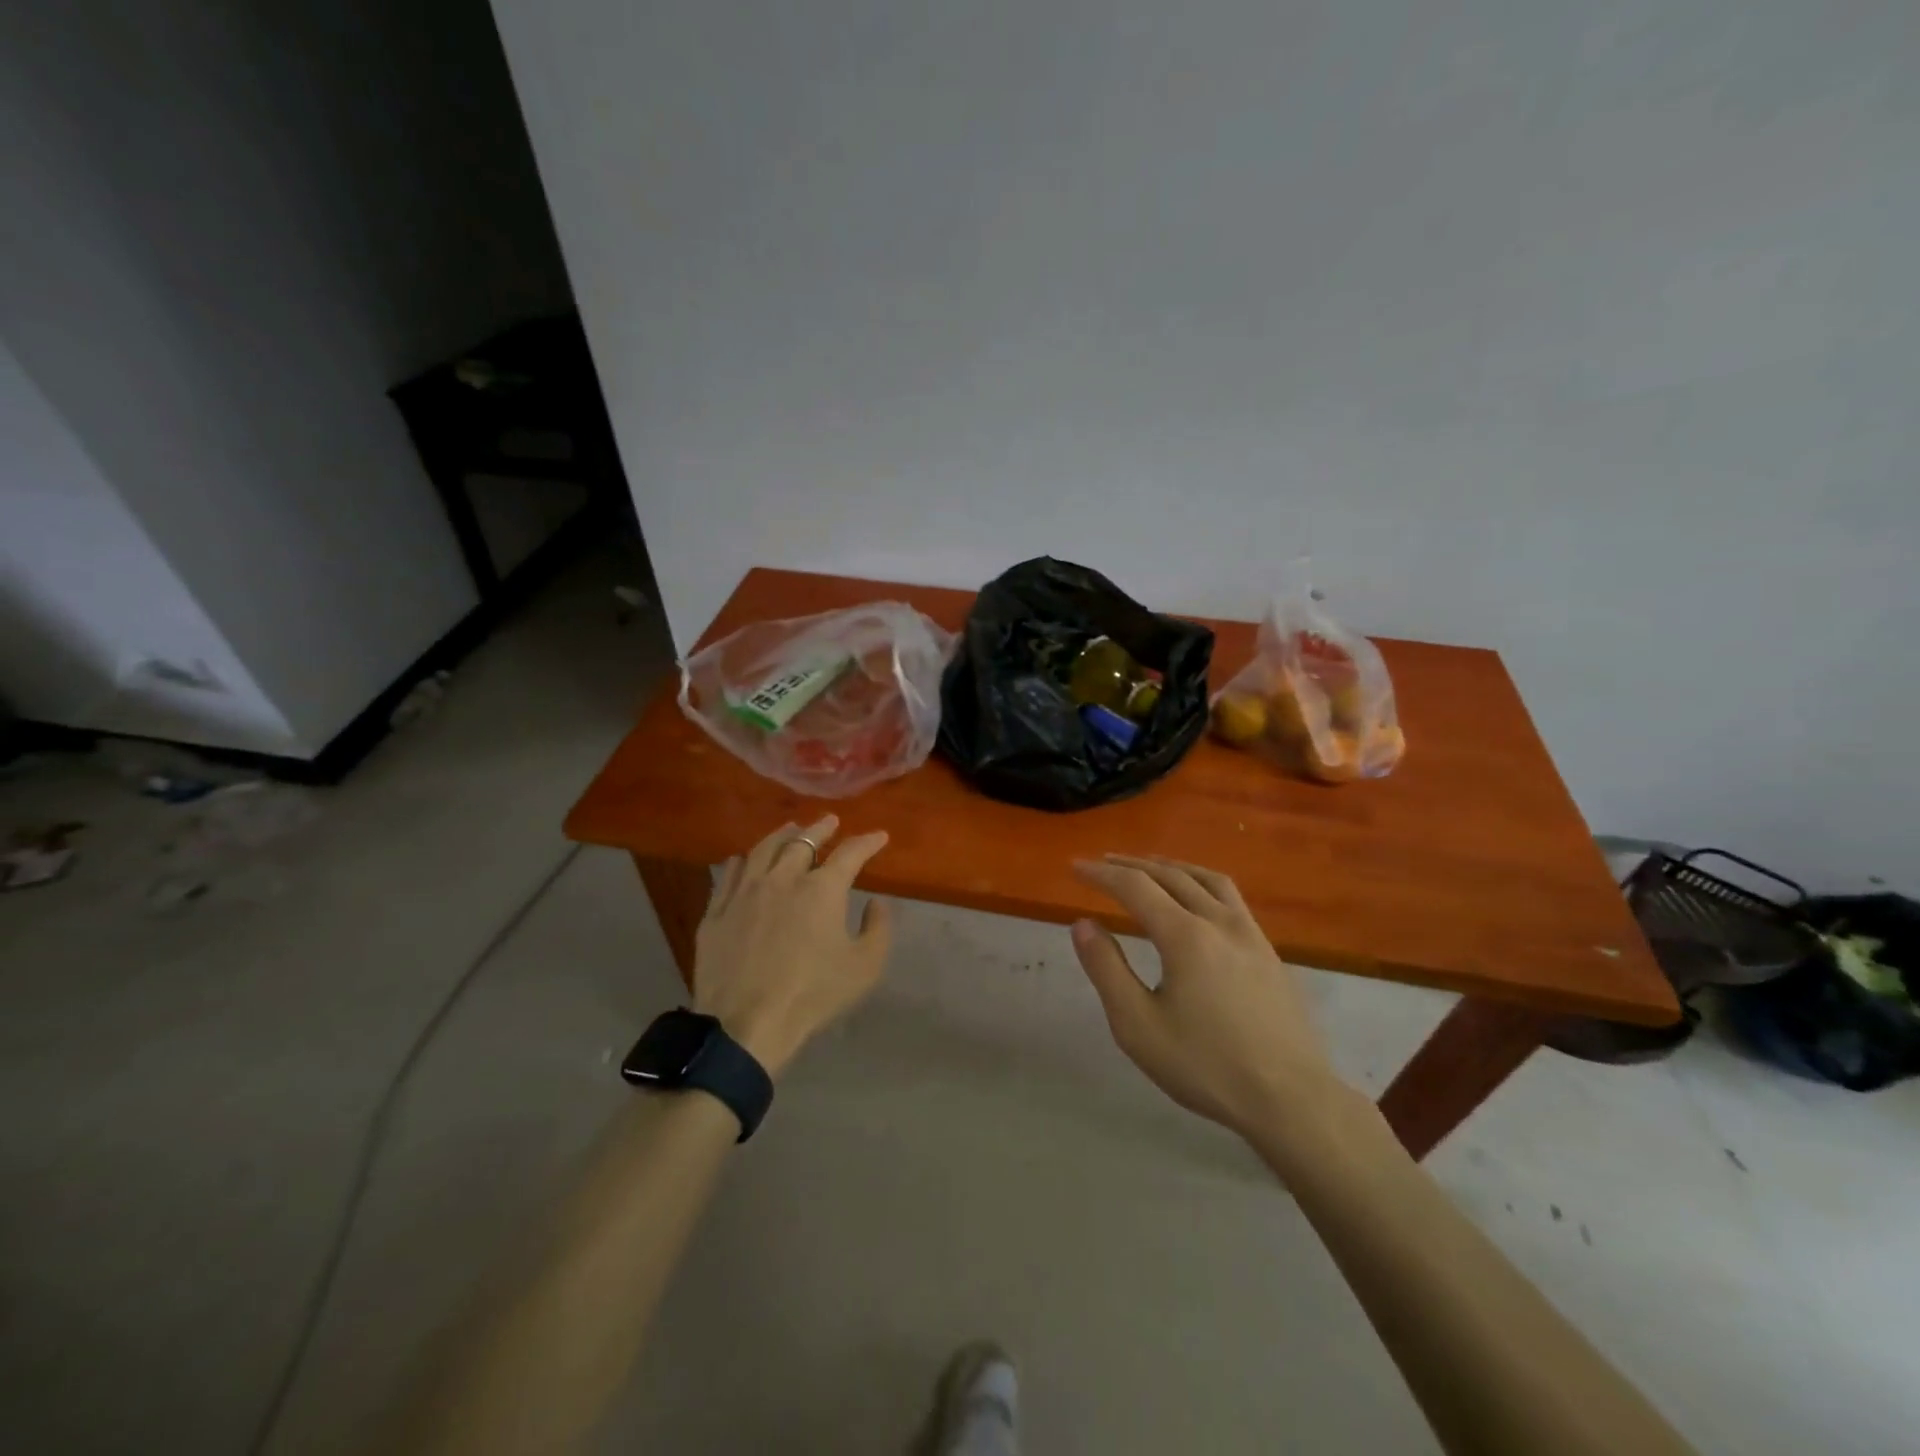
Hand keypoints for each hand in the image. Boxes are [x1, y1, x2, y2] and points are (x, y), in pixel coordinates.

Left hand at [692, 815, 892, 1076]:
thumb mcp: (864, 967)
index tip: (878, 836)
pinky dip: (741, 861)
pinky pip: (728, 875)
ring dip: (780, 835)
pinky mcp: (716, 913)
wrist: (745, 1025)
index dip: (867, 842)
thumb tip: (876, 902)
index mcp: (821, 890)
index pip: (850, 853)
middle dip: (821, 828)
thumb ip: (878, 928)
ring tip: (790, 828)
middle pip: (802, 841)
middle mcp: (782, 879)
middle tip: (830, 822)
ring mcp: (744, 893)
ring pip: (762, 850)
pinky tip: (743, 859)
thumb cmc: (813, 995)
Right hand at [1070, 854, 1342, 1139]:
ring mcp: (1250, 934)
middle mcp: (1219, 922)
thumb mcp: (1138, 1025)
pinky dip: (1201, 882)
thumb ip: (1107, 969)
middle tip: (1103, 862)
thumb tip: (1083, 924)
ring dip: (1171, 866)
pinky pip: (1230, 897)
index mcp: (1185, 936)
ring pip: (1207, 879)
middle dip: (1132, 865)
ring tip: (1149, 867)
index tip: (1076, 867)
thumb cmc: (1206, 1066)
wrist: (1291, 1099)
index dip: (1102, 873)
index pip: (1135, 887)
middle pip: (1171, 875)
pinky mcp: (1269, 952)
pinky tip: (1197, 900)